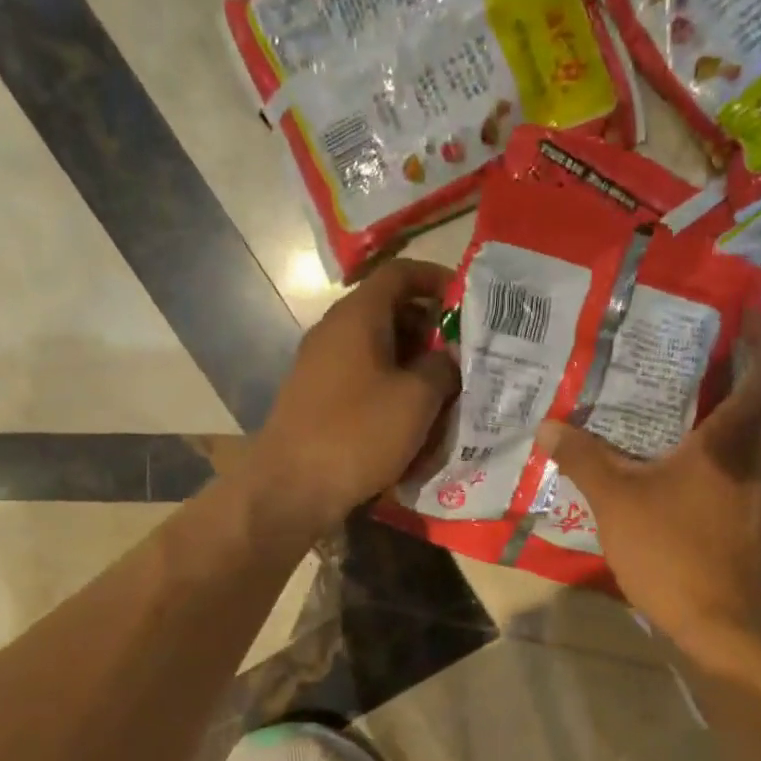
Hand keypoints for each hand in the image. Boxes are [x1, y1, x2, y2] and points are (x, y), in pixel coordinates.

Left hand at [246, 258, 458, 544]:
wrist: (292, 487)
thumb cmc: (359, 433)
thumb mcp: (417, 399)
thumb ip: (442, 368)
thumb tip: (448, 358)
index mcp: (358, 316)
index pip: (399, 274)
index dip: (436, 279)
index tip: (468, 301)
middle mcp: (335, 330)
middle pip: (389, 310)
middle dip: (430, 326)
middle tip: (463, 352)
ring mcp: (321, 364)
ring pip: (377, 346)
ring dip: (413, 359)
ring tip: (445, 386)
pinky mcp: (317, 396)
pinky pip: (363, 375)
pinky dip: (391, 383)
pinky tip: (412, 414)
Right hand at [536, 306, 760, 658]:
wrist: (718, 629)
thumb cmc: (674, 552)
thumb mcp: (617, 500)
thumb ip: (583, 458)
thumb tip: (549, 426)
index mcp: (733, 442)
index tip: (747, 311)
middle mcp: (754, 460)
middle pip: (751, 401)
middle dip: (723, 371)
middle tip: (678, 350)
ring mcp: (753, 494)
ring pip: (737, 438)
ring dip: (708, 415)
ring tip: (660, 402)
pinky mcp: (742, 521)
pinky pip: (725, 468)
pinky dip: (701, 453)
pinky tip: (662, 464)